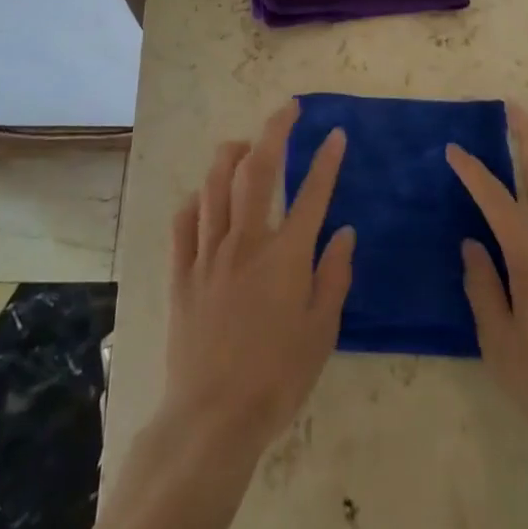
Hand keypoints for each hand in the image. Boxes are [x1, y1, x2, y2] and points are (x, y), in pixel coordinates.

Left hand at [161, 100, 355, 452]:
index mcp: (286, 256)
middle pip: (258, 169)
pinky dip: (196, 200)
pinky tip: (204, 197)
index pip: (312, 193)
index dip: (327, 160)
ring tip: (243, 143)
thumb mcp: (321, 333)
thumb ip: (334, 277)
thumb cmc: (276, 379)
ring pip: (215, 183)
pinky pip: (184, 220)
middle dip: (275, 130)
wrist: (212, 418)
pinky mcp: (182, 271)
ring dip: (230, 154)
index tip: (336, 133)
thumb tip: (346, 232)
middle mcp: (246, 241)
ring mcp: (209, 252)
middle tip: (288, 110)